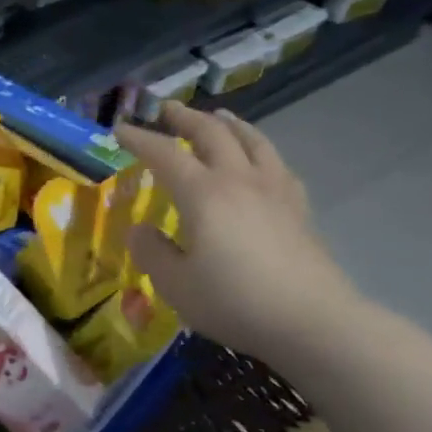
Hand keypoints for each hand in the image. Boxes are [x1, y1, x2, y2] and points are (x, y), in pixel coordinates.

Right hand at [115, 102, 362, 364]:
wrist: (311, 321)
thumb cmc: (233, 301)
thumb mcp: (175, 284)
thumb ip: (152, 252)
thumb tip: (140, 231)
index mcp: (203, 194)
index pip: (165, 154)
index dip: (140, 139)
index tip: (120, 129)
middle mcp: (239, 180)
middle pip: (212, 134)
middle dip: (186, 118)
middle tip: (167, 110)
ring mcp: (275, 191)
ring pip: (252, 141)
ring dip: (229, 124)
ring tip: (218, 117)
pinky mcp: (299, 209)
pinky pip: (277, 164)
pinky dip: (260, 150)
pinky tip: (260, 159)